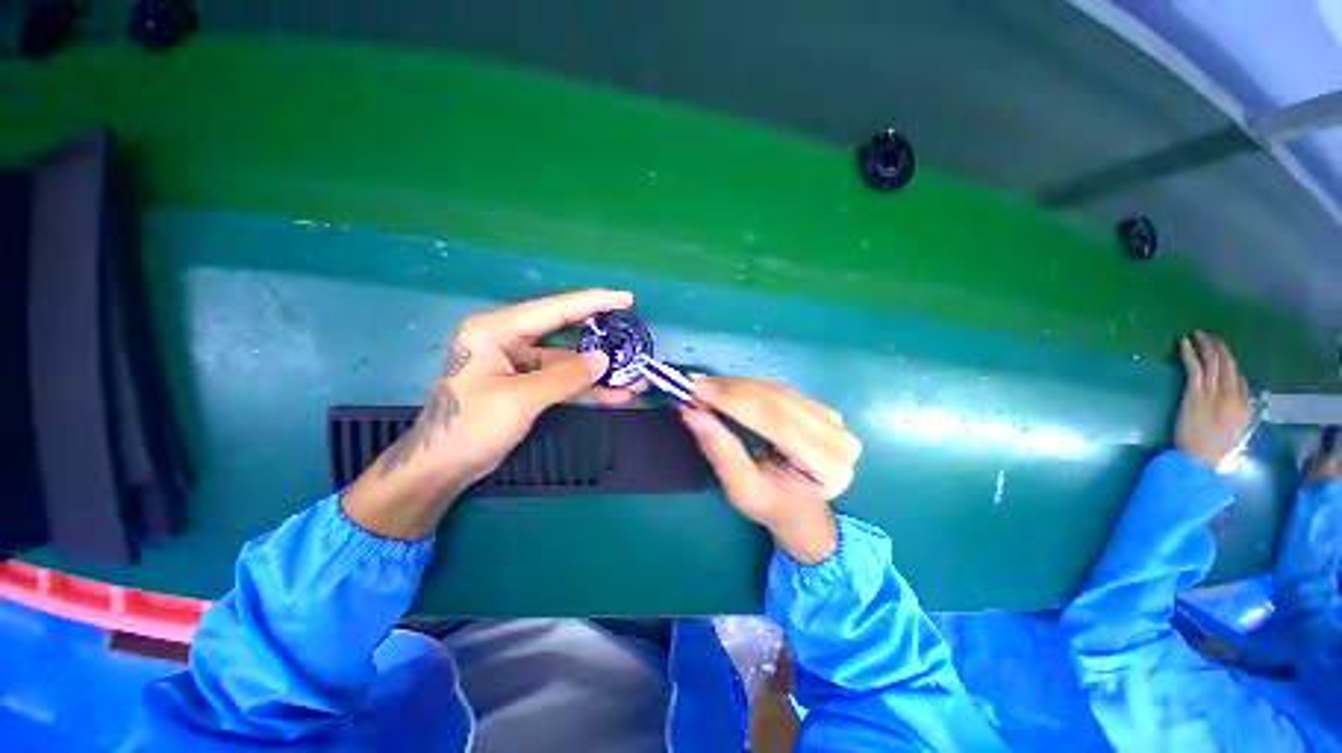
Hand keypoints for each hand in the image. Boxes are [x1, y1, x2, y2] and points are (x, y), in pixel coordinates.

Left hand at [344, 289, 638, 538]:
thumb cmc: (469, 427)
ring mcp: (519, 363)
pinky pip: (563, 380)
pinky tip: (615, 394)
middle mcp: (509, 339)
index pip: (553, 309)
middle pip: (565, 330)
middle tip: (632, 329)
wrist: (442, 468)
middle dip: (600, 334)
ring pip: (568, 360)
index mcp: (496, 330)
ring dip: (599, 371)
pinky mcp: (528, 384)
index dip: (593, 302)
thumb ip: (564, 377)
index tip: (626, 299)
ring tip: (633, 375)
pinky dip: (587, 388)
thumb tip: (604, 360)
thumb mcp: (519, 399)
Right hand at [681, 377, 862, 563]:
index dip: (732, 400)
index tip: (696, 389)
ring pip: (776, 390)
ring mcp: (834, 419)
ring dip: (737, 386)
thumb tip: (692, 412)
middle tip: (694, 385)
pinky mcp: (823, 408)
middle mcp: (838, 438)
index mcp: (826, 466)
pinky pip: (780, 390)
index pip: (773, 419)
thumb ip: (720, 451)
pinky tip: (727, 388)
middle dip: (730, 390)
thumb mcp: (741, 489)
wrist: (801, 509)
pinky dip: (750, 387)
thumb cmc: (771, 505)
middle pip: (776, 399)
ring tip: (706, 386)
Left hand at [1175, 331, 1252, 467]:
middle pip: (1229, 365)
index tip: (1224, 356)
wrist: (1199, 457)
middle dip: (1221, 348)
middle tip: (1211, 336)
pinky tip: (1184, 342)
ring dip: (1206, 345)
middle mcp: (1232, 395)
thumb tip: (1243, 400)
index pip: (1241, 379)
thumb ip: (1241, 414)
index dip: (1231, 365)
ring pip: (1213, 361)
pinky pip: (1194, 367)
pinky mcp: (1195, 392)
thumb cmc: (1214, 449)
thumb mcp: (1236, 431)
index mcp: (1244, 406)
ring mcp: (1214, 392)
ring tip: (1199, 334)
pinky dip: (1189, 353)